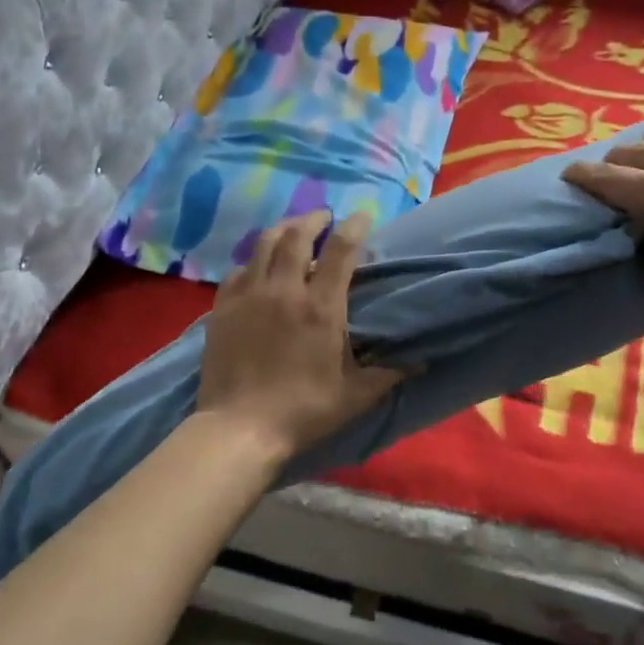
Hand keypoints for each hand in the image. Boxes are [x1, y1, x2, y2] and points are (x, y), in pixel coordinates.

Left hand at [197, 211, 405, 458]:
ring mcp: (249, 296)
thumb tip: (420, 363)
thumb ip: (388, 374)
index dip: (354, 227)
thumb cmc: (303, 411)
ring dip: (283, 229)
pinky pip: (238, 270)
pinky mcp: (223, 307)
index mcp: (322, 308)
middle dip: (314, 219)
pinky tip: (258, 268)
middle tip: (324, 217)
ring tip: (292, 229)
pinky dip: (253, 261)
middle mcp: (285, 291)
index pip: (341, 251)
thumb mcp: (355, 396)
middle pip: (297, 235)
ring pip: (264, 244)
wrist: (240, 428)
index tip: (362, 216)